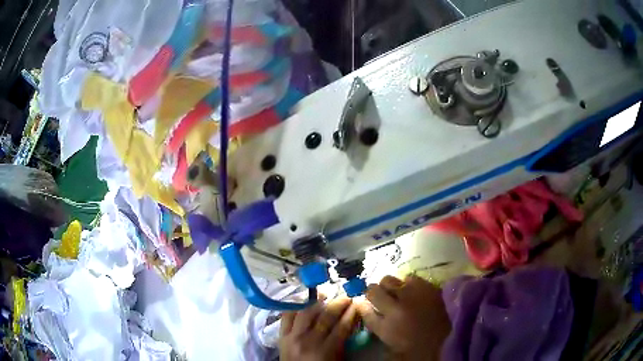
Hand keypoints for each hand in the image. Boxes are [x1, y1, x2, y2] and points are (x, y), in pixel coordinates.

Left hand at [279, 298, 358, 360]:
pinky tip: (303, 299)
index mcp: (326, 350)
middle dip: (339, 303)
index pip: (342, 326)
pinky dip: (295, 306)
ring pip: (306, 312)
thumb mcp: (337, 359)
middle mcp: (309, 340)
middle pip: (326, 316)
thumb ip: (343, 342)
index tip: (358, 302)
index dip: (351, 312)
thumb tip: (351, 321)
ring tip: (325, 294)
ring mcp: (293, 336)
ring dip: (317, 301)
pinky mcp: (281, 335)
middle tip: (346, 296)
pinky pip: (286, 315)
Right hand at [356, 275, 450, 360]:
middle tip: (381, 297)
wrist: (453, 335)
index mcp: (387, 326)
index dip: (363, 304)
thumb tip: (365, 307)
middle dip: (374, 291)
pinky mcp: (427, 285)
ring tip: (397, 292)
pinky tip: (413, 291)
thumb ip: (377, 324)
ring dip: (390, 286)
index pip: (365, 308)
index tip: (364, 303)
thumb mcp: (392, 341)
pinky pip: (409, 277)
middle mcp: (396, 307)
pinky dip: (407, 283)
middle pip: (373, 289)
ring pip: (389, 279)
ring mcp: (412, 293)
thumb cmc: (420, 345)